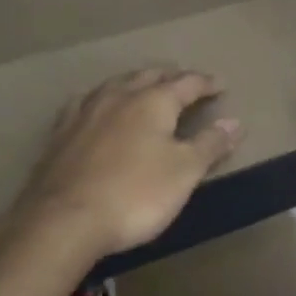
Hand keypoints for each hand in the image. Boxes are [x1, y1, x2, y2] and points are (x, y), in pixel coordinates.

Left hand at [1, 68, 242, 272]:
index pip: (186, 83)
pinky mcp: (60, 132)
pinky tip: (96, 107)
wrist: (64, 219)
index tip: (219, 84)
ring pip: (115, 84)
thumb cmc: (135, 194)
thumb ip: (210, 144)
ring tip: (143, 86)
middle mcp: (119, 96)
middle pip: (149, 76)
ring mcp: (85, 111)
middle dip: (170, 76)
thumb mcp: (184, 172)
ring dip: (135, 82)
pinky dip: (102, 100)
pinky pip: (85, 103)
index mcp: (153, 101)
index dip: (205, 83)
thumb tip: (235, 122)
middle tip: (184, 81)